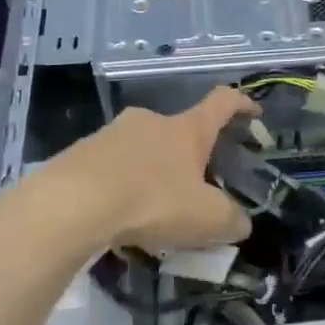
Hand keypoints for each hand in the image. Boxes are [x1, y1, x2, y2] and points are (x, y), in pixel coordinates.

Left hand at [38, 87, 257, 251]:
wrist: (71, 204)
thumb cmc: (151, 201)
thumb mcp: (205, 218)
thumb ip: (231, 220)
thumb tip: (241, 222)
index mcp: (187, 129)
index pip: (222, 102)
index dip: (242, 104)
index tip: (254, 111)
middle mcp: (151, 121)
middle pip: (179, 130)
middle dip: (189, 155)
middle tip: (193, 186)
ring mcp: (111, 133)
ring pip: (142, 150)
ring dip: (152, 172)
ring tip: (152, 209)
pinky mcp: (80, 152)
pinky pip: (111, 167)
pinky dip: (121, 185)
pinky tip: (118, 216)